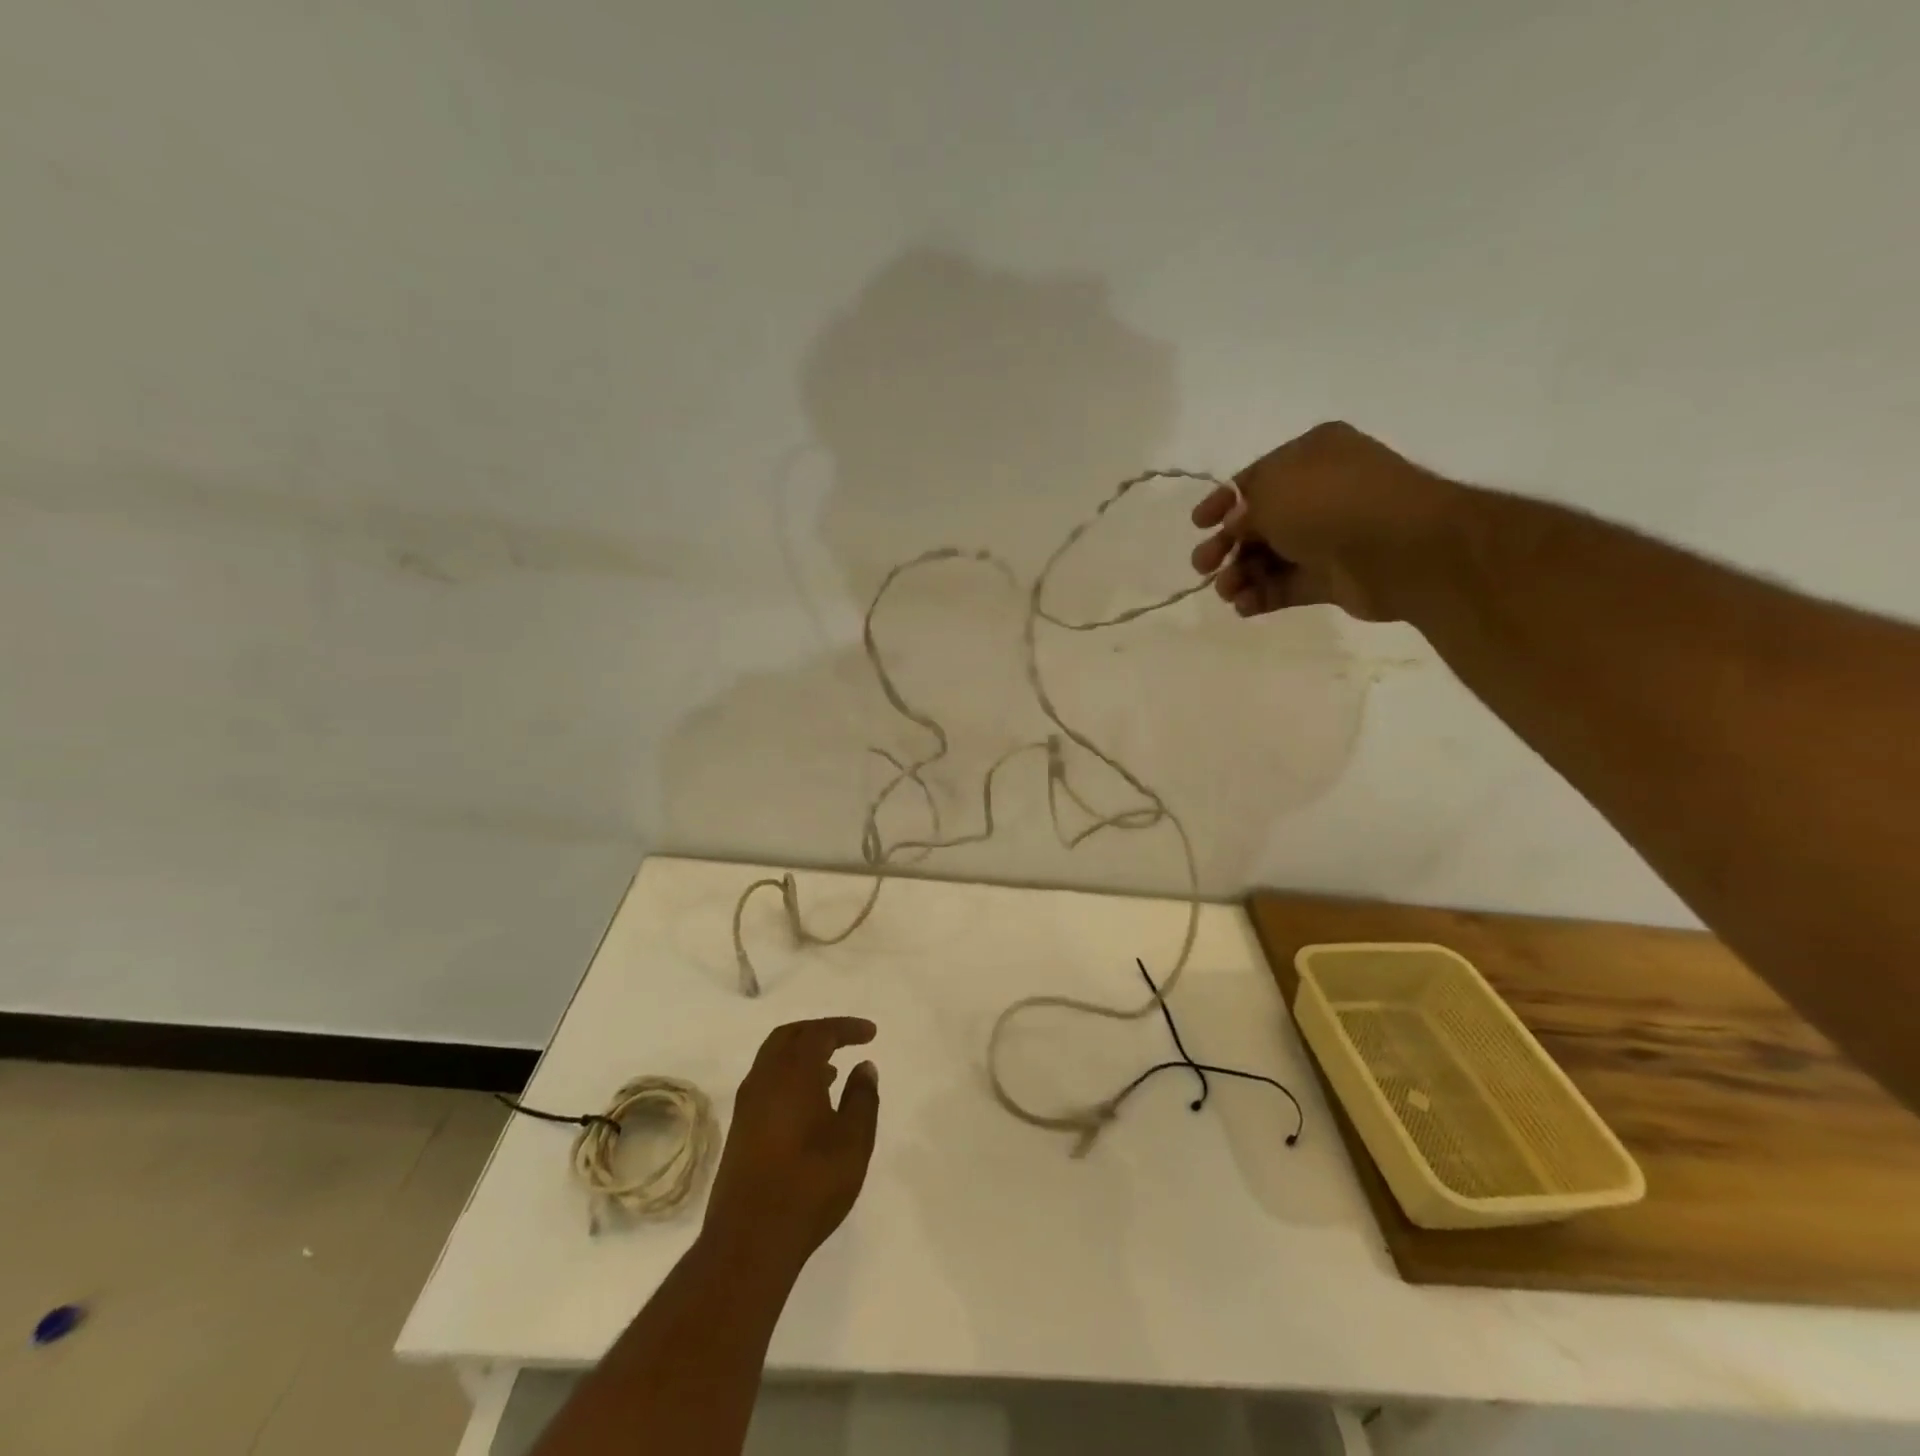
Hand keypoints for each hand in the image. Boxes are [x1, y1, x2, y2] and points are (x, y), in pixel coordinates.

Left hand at [701, 1018, 879, 1277]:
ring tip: (834, 1069)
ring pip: (774, 1060)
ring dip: (803, 1054)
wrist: (750, 1241)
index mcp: (792, 1073)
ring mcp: (747, 1105)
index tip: (871, 1033)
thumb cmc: (810, 1184)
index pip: (820, 1033)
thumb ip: (862, 1097)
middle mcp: (764, 1079)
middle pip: (789, 1036)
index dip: (846, 1028)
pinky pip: (767, 1082)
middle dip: (820, 1031)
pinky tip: (811, 1102)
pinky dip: (790, 1076)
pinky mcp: (741, 1130)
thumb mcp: (853, 1141)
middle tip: (847, 1039)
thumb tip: (864, 1067)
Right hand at [1189, 420, 1452, 621]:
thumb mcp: (1271, 491)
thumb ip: (1243, 509)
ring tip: (1227, 592)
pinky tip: (1244, 606)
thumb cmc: (1330, 503)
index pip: (1255, 478)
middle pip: (1259, 522)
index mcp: (1311, 455)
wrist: (1401, 548)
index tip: (1197, 524)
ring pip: (1271, 557)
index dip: (1222, 501)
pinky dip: (1263, 595)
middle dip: (1226, 545)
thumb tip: (1237, 528)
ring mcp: (1330, 536)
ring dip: (1241, 574)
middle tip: (1203, 565)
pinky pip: (1289, 585)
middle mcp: (1321, 492)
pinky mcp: (1334, 577)